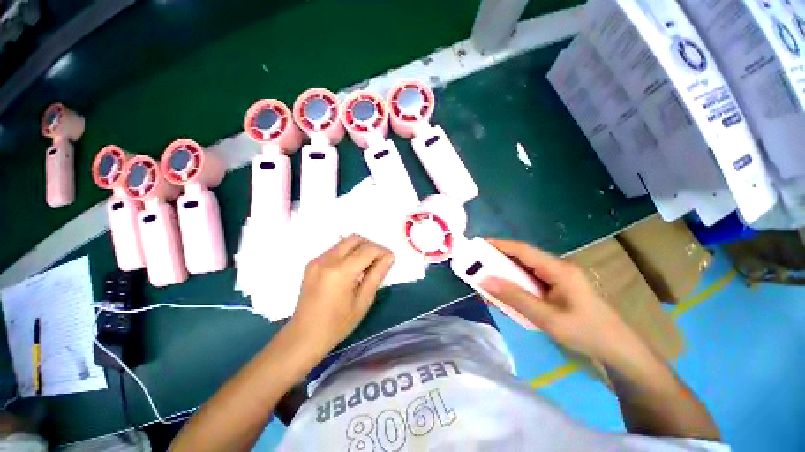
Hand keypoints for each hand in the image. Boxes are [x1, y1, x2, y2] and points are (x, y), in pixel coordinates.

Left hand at [289, 235, 394, 354]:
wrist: (307, 333)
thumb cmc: (338, 324)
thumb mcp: (362, 302)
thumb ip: (375, 276)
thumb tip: (388, 258)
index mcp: (341, 271)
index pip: (367, 250)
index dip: (382, 252)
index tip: (391, 261)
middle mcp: (327, 260)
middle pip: (354, 239)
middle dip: (370, 246)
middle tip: (379, 263)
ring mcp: (316, 260)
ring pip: (342, 243)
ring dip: (357, 250)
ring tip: (365, 270)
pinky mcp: (311, 265)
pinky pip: (333, 251)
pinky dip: (345, 255)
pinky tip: (349, 274)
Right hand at [480, 239, 640, 363]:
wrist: (613, 343)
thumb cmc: (583, 330)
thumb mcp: (547, 318)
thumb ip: (517, 299)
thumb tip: (486, 281)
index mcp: (560, 269)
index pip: (525, 251)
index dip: (500, 246)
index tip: (476, 246)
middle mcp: (562, 269)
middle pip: (527, 260)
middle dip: (502, 263)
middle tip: (476, 270)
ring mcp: (565, 280)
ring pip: (533, 274)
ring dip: (512, 278)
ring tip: (488, 285)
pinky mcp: (566, 291)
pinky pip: (540, 286)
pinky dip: (524, 290)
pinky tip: (513, 299)